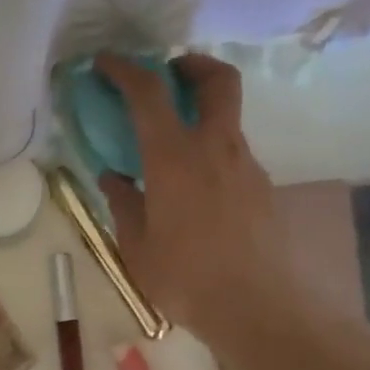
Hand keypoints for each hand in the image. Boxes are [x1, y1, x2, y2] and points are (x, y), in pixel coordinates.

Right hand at [96, 54, 303, 350]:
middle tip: (169, 76)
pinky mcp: (262, 188)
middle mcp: (216, 148)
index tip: (106, 62)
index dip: (125, 69)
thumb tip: (113, 177)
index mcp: (175, 158)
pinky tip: (196, 193)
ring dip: (202, 116)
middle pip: (217, 80)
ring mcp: (246, 166)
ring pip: (227, 120)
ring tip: (173, 151)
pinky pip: (233, 155)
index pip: (149, 93)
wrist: (255, 307)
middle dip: (192, 65)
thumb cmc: (185, 278)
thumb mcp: (137, 247)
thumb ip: (124, 204)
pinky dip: (212, 154)